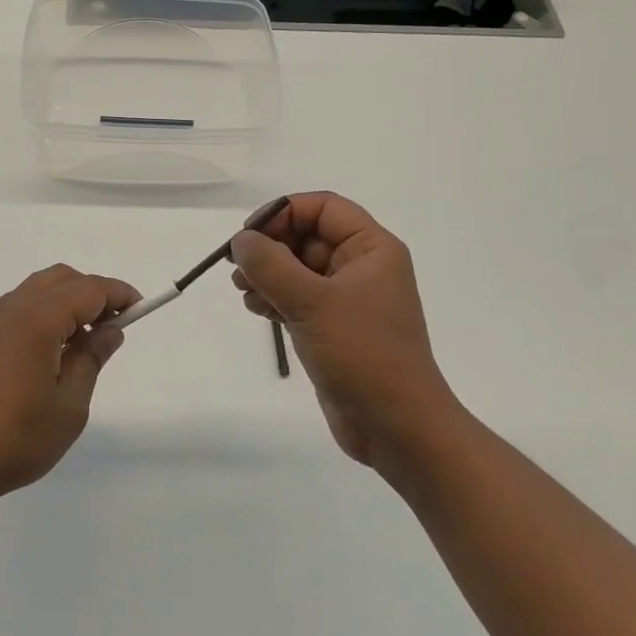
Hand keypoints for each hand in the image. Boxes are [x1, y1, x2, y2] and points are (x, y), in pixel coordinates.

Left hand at [0, 265, 139, 512]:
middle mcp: (10, 308)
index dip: (118, 294)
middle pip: (61, 279)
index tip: (140, 309)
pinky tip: (45, 355)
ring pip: (36, 291)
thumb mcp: (68, 408)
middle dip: (92, 293)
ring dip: (65, 303)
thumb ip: (91, 360)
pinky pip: (16, 310)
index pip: (89, 289)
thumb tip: (109, 330)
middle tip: (112, 326)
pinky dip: (41, 315)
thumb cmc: (11, 439)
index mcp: (37, 319)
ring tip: (81, 343)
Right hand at [231, 193, 458, 472]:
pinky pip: (298, 298)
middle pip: (307, 236)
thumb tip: (241, 241)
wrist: (397, 428)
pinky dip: (274, 297)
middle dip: (270, 247)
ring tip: (243, 291)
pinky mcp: (333, 328)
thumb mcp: (312, 302)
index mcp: (371, 249)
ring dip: (267, 274)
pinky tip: (256, 309)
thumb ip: (270, 265)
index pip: (323, 207)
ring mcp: (347, 299)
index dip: (283, 213)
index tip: (249, 236)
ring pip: (298, 268)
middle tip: (237, 268)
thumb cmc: (363, 354)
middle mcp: (362, 267)